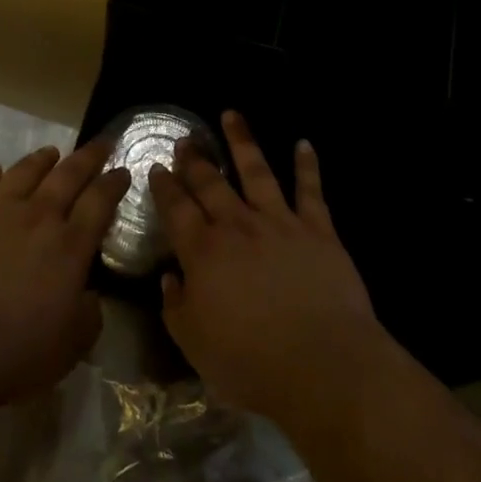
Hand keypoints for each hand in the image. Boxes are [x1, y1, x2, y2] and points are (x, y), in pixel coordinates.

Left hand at [0, 141, 128, 409]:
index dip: (114, 183)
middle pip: (68, 175)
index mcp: (70, 246)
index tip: (123, 169)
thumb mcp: (73, 344)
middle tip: (100, 143)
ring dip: (41, 160)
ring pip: (24, 172)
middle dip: (88, 157)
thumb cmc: (16, 352)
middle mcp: (37, 217)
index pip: (100, 202)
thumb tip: (89, 294)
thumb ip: (89, 313)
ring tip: (51, 152)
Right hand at [151, 112, 382, 428]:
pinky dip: (307, 165)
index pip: (176, 209)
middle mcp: (238, 226)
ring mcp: (280, 223)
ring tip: (231, 115)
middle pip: (211, 183)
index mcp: (203, 252)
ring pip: (257, 172)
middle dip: (195, 159)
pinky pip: (311, 190)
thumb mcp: (194, 344)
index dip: (164, 186)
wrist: (323, 366)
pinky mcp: (319, 230)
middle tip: (186, 139)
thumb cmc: (251, 362)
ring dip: (242, 142)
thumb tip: (170, 278)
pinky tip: (303, 143)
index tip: (157, 167)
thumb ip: (176, 307)